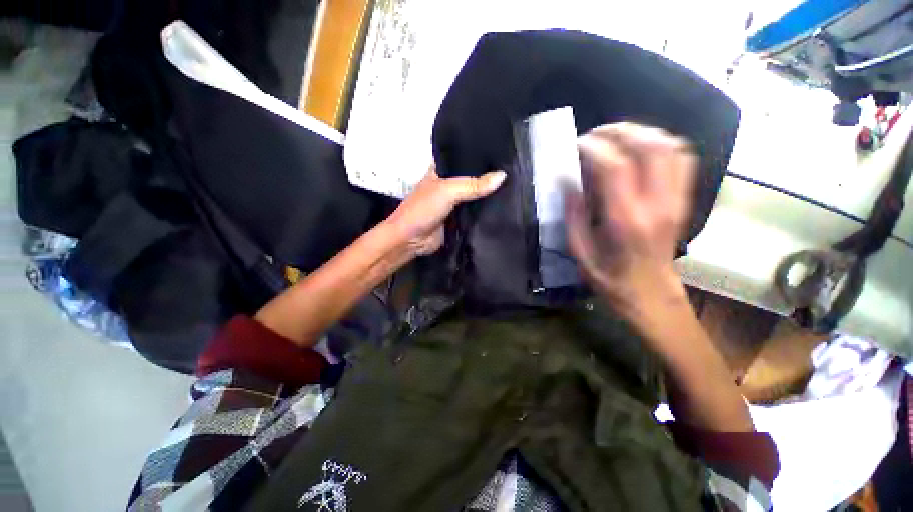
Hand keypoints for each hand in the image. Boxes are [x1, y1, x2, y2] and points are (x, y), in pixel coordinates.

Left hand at [385, 166, 505, 255]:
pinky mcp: (459, 219)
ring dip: (489, 194)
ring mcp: (455, 203)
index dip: (481, 155)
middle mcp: (449, 184)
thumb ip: (474, 185)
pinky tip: (503, 206)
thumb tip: (503, 176)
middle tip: (514, 169)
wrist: (411, 240)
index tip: (504, 152)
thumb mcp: (448, 191)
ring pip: (475, 196)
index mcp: (442, 170)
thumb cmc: (424, 209)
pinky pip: (475, 212)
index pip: (464, 157)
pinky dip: (486, 210)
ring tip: (515, 186)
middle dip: (489, 176)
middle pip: (472, 178)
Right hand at [565, 122, 695, 311]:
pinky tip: (639, 150)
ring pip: (669, 146)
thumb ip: (573, 214)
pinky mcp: (683, 199)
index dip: (593, 147)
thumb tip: (567, 180)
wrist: (650, 293)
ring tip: (615, 138)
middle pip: (648, 146)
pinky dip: (660, 144)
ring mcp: (675, 199)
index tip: (576, 146)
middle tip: (594, 136)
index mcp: (625, 220)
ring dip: (640, 133)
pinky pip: (681, 158)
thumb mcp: (580, 252)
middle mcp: (656, 204)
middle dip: (618, 131)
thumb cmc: (610, 277)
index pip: (615, 167)